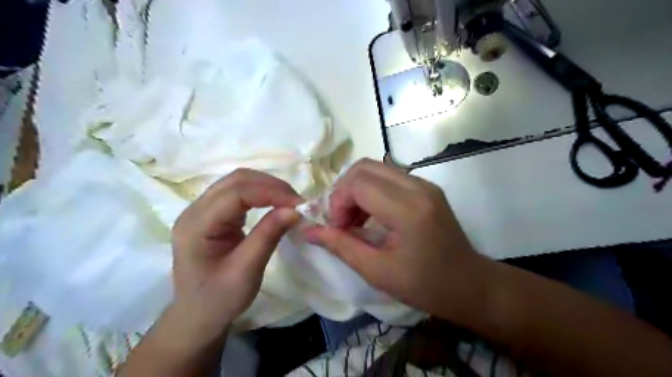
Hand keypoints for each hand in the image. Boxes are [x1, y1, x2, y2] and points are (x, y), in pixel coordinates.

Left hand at [171, 169, 301, 336]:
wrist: (198, 315)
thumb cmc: (219, 299)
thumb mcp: (246, 271)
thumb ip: (268, 236)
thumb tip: (295, 210)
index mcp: (196, 225)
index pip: (236, 194)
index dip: (270, 192)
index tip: (299, 204)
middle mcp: (195, 210)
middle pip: (236, 180)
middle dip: (270, 185)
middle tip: (297, 201)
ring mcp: (202, 210)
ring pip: (238, 182)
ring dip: (267, 187)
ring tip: (289, 201)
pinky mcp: (213, 213)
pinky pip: (239, 193)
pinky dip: (261, 193)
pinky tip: (275, 203)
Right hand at [302, 160, 480, 315]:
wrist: (470, 284)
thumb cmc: (426, 286)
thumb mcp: (377, 272)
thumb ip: (340, 246)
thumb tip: (308, 230)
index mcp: (408, 209)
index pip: (358, 183)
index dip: (337, 202)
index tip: (337, 228)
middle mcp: (418, 187)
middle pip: (364, 167)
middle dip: (343, 191)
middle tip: (341, 221)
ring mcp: (424, 184)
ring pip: (375, 168)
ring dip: (356, 189)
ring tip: (353, 219)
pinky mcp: (426, 187)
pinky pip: (388, 176)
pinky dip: (371, 190)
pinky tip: (370, 215)